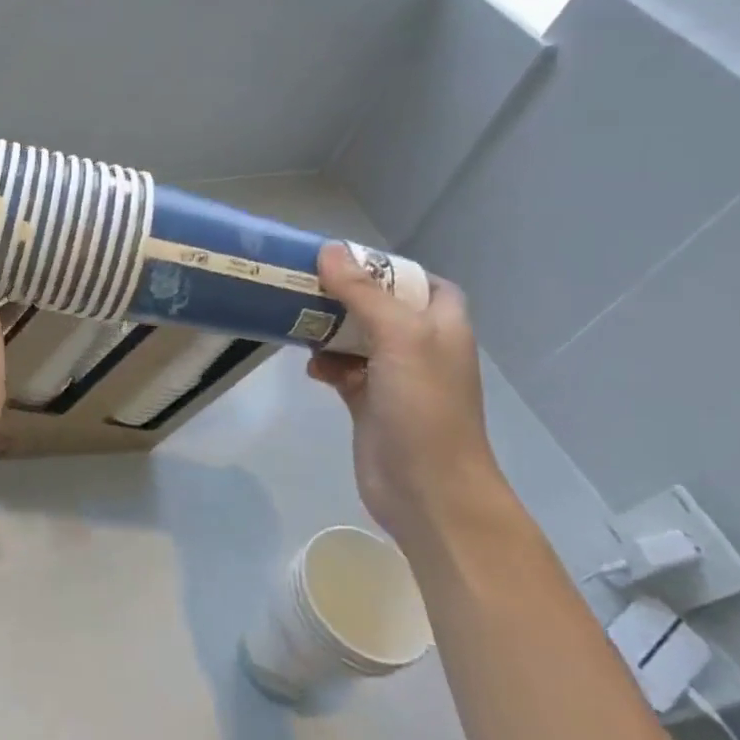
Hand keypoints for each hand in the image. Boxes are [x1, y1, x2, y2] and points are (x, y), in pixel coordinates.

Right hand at [307, 242, 504, 544]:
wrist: (428, 490)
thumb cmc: (423, 406)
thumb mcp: (398, 338)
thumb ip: (362, 293)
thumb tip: (329, 250)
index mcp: (442, 327)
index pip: (425, 284)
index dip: (392, 270)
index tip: (350, 262)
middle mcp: (421, 348)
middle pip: (381, 308)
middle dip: (346, 296)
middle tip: (306, 284)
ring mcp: (395, 378)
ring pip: (356, 339)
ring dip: (328, 330)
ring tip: (298, 323)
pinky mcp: (369, 403)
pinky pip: (342, 371)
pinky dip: (325, 365)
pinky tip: (311, 369)